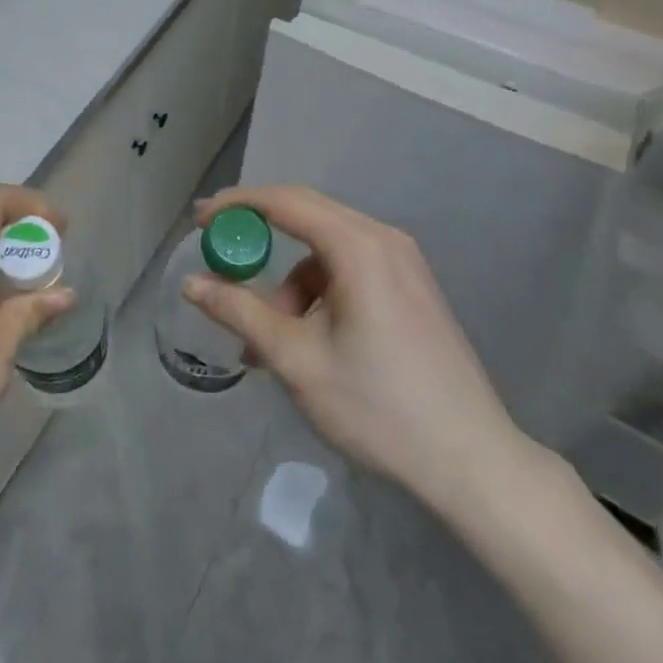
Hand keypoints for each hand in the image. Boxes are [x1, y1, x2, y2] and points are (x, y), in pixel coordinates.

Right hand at [185, 184, 530, 523]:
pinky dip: (317, 292)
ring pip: (326, 249)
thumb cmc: (378, 407)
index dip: (237, 204)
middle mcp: (384, 240)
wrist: (472, 461)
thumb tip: (190, 283)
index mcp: (359, 247)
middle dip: (258, 234)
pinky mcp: (411, 287)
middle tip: (218, 254)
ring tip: (267, 339)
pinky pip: (349, 268)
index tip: (199, 220)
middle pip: (306, 214)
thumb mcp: (295, 360)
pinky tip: (307, 340)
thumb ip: (239, 312)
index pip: (285, 201)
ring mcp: (403, 263)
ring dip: (289, 281)